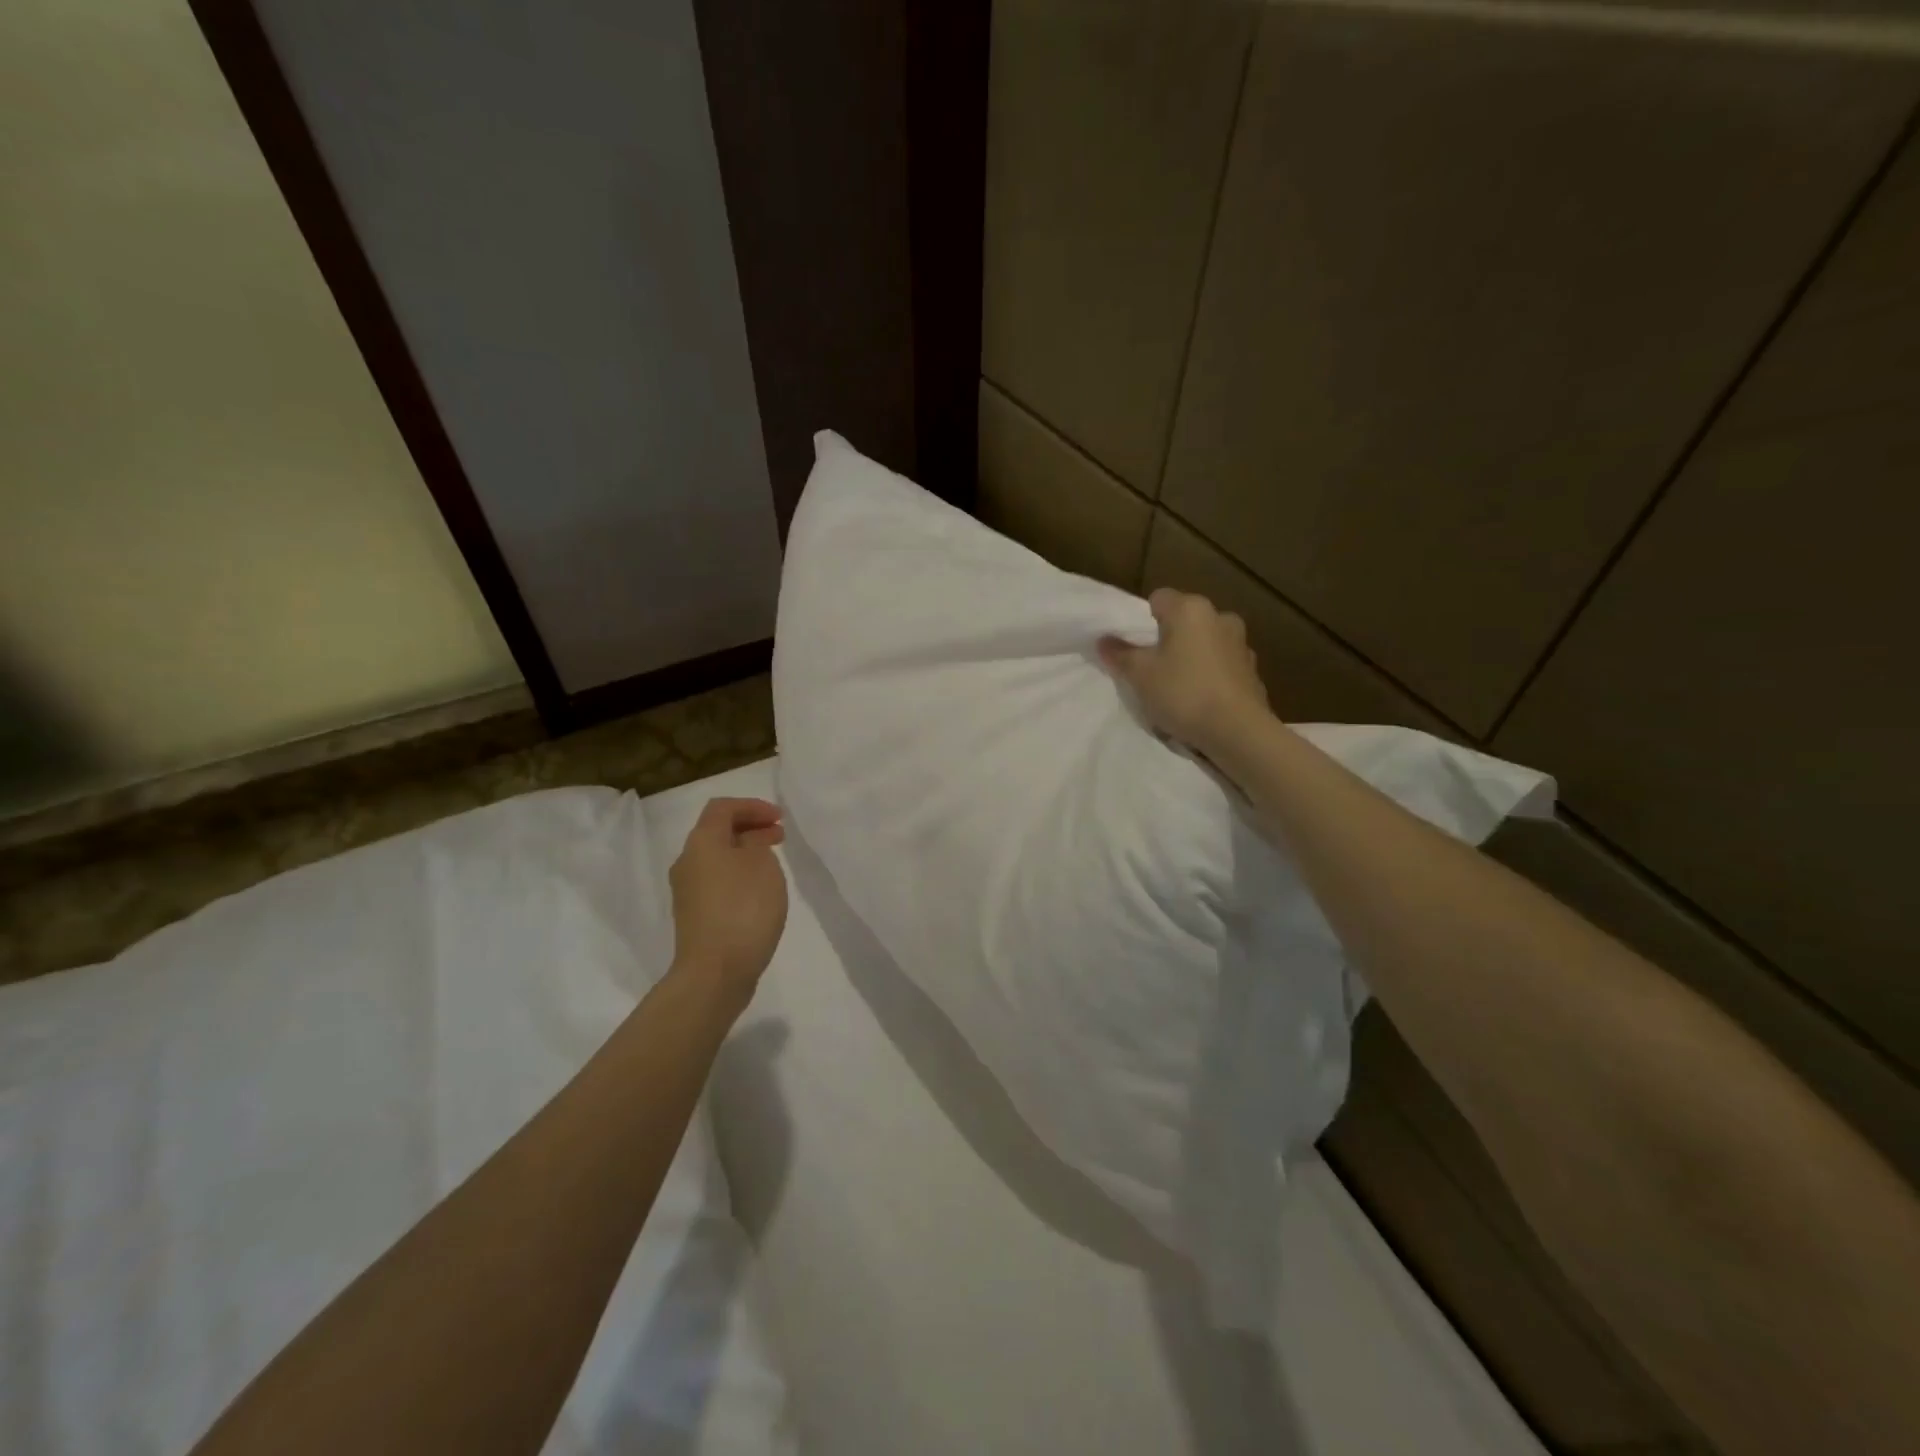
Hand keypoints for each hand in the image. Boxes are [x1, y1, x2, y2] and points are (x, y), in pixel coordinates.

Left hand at [667, 797, 788, 1008]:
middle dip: (750, 828)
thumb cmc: (743, 909)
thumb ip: (756, 843)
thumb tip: (746, 846)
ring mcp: (688, 891)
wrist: (715, 972)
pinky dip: (739, 875)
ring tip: (773, 863)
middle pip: (717, 832)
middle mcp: (688, 862)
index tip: (780, 818)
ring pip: (718, 858)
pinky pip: (717, 882)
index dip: (752, 806)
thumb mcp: (762, 864)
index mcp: (701, 843)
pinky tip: (760, 891)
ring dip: (745, 853)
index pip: (722, 808)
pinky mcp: (695, 916)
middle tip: (780, 836)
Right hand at [1099, 589, 1271, 753]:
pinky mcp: (1252, 670)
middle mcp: (1220, 617)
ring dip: (1191, 657)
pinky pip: (1221, 665)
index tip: (1135, 647)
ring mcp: (1241, 643)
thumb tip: (1104, 640)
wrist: (1238, 731)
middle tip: (1151, 667)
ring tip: (1177, 687)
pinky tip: (1200, 700)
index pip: (1158, 598)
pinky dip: (1209, 675)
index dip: (1142, 620)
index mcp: (1191, 609)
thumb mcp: (1140, 675)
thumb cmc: (1183, 693)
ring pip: (1204, 642)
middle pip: (1184, 620)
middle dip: (1168, 639)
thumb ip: (1120, 654)